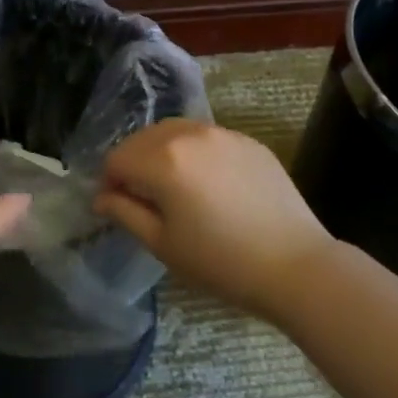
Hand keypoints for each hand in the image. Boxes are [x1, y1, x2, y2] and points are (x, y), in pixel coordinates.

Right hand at [93, 119, 336, 319]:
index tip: (118, 207)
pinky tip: (209, 185)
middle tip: (144, 199)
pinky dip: (194, 153)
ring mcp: (223, 133)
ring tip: (175, 189)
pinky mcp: (248, 141)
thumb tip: (102, 197)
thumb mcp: (163, 244)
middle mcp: (190, 134)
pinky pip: (206, 138)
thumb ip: (125, 212)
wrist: (296, 265)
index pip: (117, 158)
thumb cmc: (221, 262)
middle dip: (133, 164)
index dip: (109, 183)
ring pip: (175, 132)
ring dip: (162, 154)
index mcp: (163, 159)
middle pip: (143, 139)